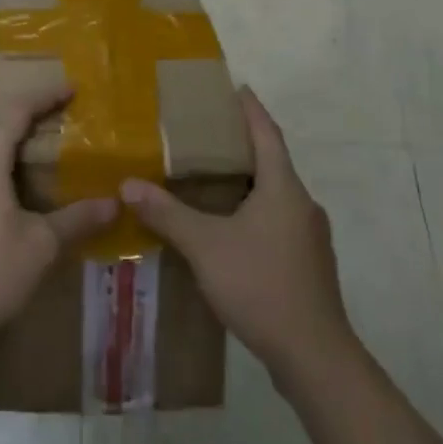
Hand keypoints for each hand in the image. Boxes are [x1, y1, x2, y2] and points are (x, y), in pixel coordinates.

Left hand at [0, 81, 116, 355]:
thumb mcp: (42, 246)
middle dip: (17, 122)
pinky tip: (9, 207)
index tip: (71, 90)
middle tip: (48, 132)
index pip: (15, 112)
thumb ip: (78, 220)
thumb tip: (115, 202)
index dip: (44, 97)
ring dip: (0, 150)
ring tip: (32, 169)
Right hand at [119, 87, 356, 389]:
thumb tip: (128, 185)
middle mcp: (302, 204)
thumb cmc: (261, 285)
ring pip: (276, 195)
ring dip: (250, 182)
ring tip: (214, 180)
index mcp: (283, 188)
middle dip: (244, 145)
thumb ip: (167, 214)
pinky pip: (279, 222)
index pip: (267, 133)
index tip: (237, 87)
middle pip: (273, 162)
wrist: (314, 357)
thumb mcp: (206, 246)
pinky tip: (233, 230)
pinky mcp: (309, 264)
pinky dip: (256, 212)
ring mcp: (310, 237)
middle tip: (209, 134)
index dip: (251, 109)